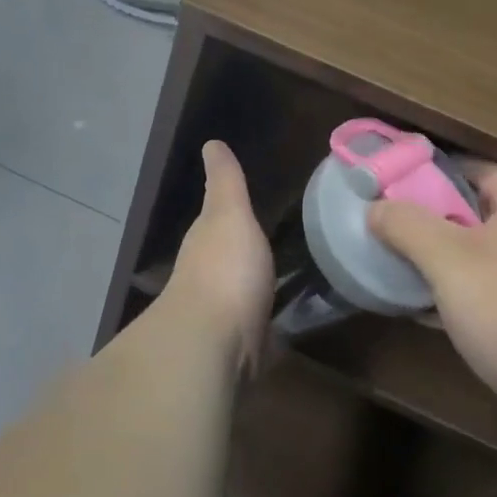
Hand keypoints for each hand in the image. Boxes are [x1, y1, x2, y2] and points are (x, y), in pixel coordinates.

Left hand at [164, 142, 274, 371]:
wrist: (215, 345)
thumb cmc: (224, 269)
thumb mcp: (229, 213)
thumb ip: (225, 182)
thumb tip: (211, 143)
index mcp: (206, 243)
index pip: (216, 224)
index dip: (230, 216)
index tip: (249, 211)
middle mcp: (208, 278)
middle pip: (229, 262)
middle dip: (245, 258)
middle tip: (279, 248)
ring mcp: (222, 318)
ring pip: (243, 298)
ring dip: (256, 294)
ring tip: (290, 286)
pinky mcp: (241, 353)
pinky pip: (259, 334)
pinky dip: (269, 331)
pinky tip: (287, 330)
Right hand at [368, 165, 496, 443]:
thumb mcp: (447, 259)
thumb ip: (407, 226)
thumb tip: (376, 208)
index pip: (480, 170)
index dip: (437, 170)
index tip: (396, 181)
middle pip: (476, 214)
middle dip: (431, 219)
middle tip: (387, 223)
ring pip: (479, 259)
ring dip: (439, 261)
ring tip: (395, 264)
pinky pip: (487, 298)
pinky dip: (455, 297)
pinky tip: (420, 310)